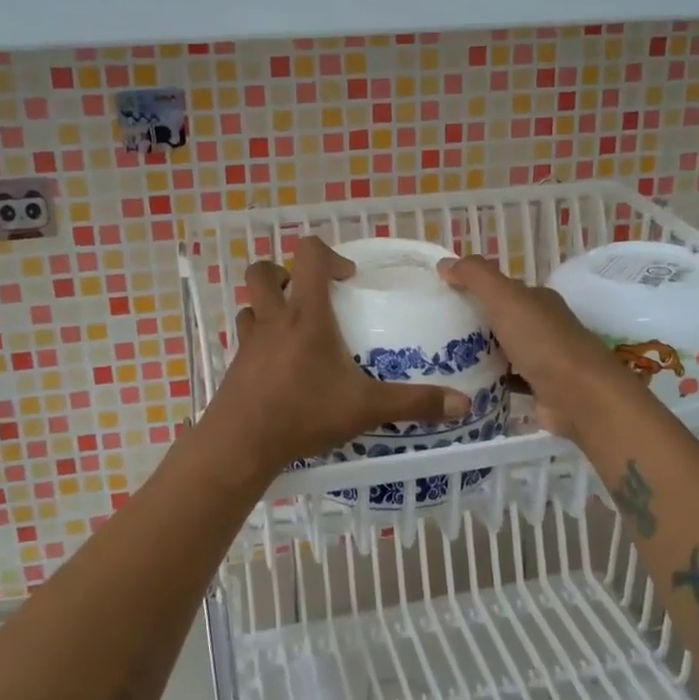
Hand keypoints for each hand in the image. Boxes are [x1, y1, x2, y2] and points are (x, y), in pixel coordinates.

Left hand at [199, 237, 471, 481]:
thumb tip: (463, 403)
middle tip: (312, 298)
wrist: (241, 445)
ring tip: (297, 331)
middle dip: (285, 273)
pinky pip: (247, 338)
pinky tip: (282, 369)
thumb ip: (414, 402)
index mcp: (306, 315)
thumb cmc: (303, 413)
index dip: (328, 254)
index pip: (308, 255)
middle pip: (263, 271)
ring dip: (270, 307)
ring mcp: (249, 342)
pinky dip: (262, 341)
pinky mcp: (236, 365)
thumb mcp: (366, 408)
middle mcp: (273, 319)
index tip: (347, 279)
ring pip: (251, 305)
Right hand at [437, 254, 634, 439]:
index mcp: (538, 300)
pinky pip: (506, 380)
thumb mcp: (506, 298)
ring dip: (477, 353)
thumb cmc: (543, 342)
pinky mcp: (538, 389)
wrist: (580, 398)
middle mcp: (542, 326)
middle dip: (471, 322)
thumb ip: (476, 276)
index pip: (501, 288)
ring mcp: (542, 359)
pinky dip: (487, 380)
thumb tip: (444, 263)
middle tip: (432, 330)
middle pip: (500, 319)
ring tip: (438, 357)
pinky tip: (462, 384)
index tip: (439, 297)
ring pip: (502, 350)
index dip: (472, 288)